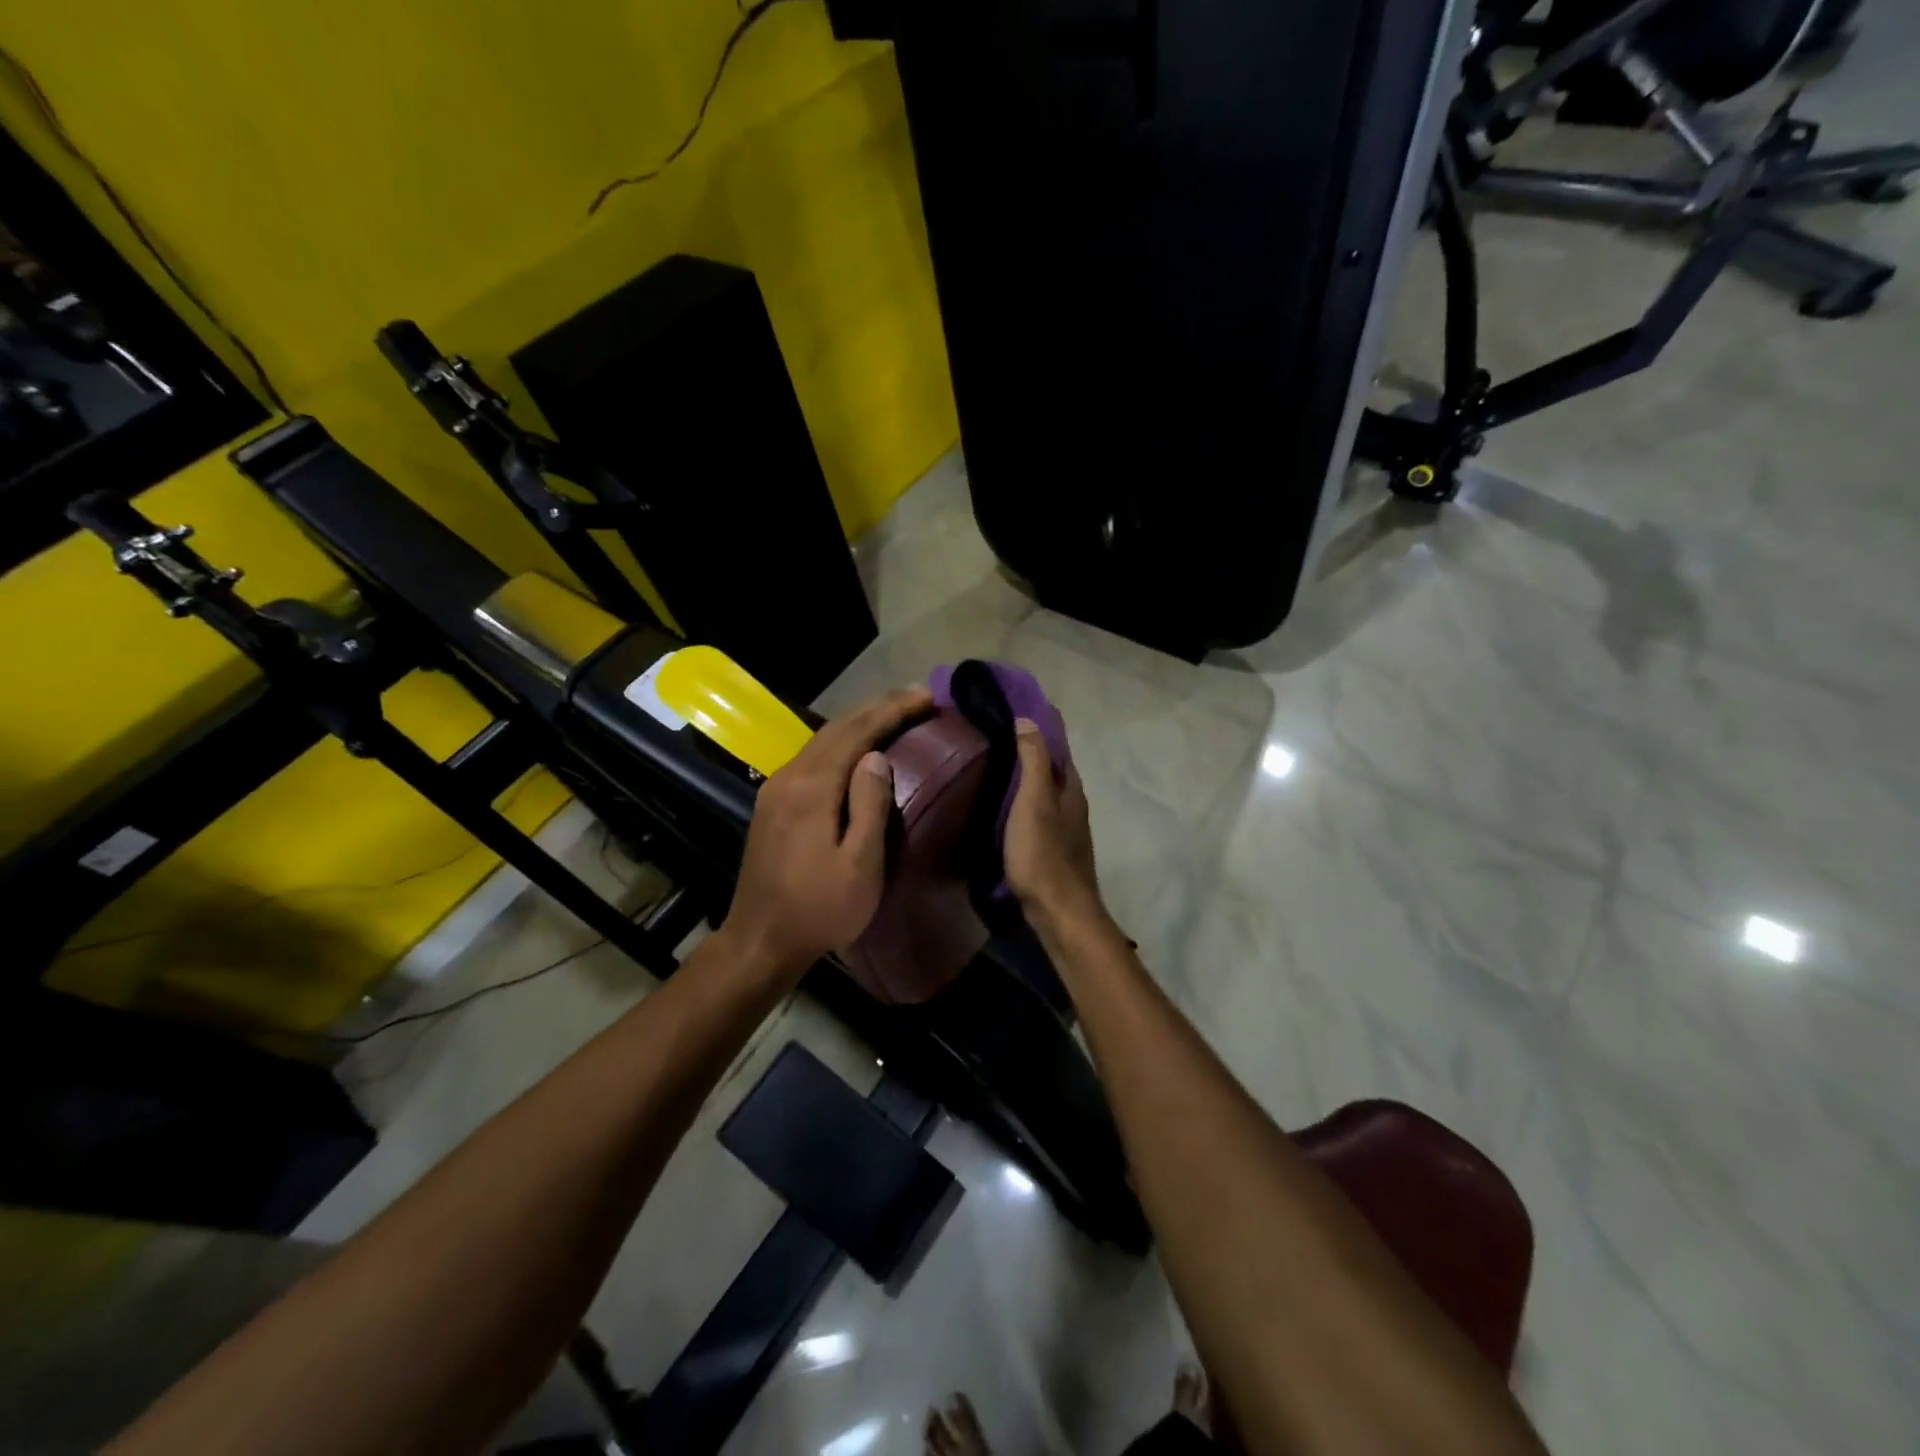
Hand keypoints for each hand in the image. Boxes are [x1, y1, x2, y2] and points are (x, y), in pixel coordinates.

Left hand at [718, 685, 932, 980]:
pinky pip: (813, 757)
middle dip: (878, 707)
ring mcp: (776, 788)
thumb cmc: (818, 909)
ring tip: (894, 712)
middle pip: (837, 728)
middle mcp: (789, 776)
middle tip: (917, 696)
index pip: (856, 732)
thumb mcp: (860, 866)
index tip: (927, 696)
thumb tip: (877, 756)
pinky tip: (858, 747)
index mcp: (811, 787)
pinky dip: (842, 742)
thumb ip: (869, 805)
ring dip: (859, 721)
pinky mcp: (773, 803)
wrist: (760, 941)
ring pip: (822, 739)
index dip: (893, 710)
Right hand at [1004, 716, 1107, 934]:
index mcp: (1070, 788)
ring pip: (1044, 792)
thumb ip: (1033, 760)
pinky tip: (1002, 806)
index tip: (1015, 707)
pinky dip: (1021, 802)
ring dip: (1025, 777)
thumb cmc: (1044, 853)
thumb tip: (1028, 719)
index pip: (1057, 746)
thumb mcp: (1034, 801)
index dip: (1040, 726)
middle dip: (1030, 750)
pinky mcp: (1052, 849)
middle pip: (1051, 769)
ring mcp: (1064, 829)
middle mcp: (1072, 804)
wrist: (1059, 911)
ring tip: (994, 765)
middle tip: (995, 733)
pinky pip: (1036, 813)